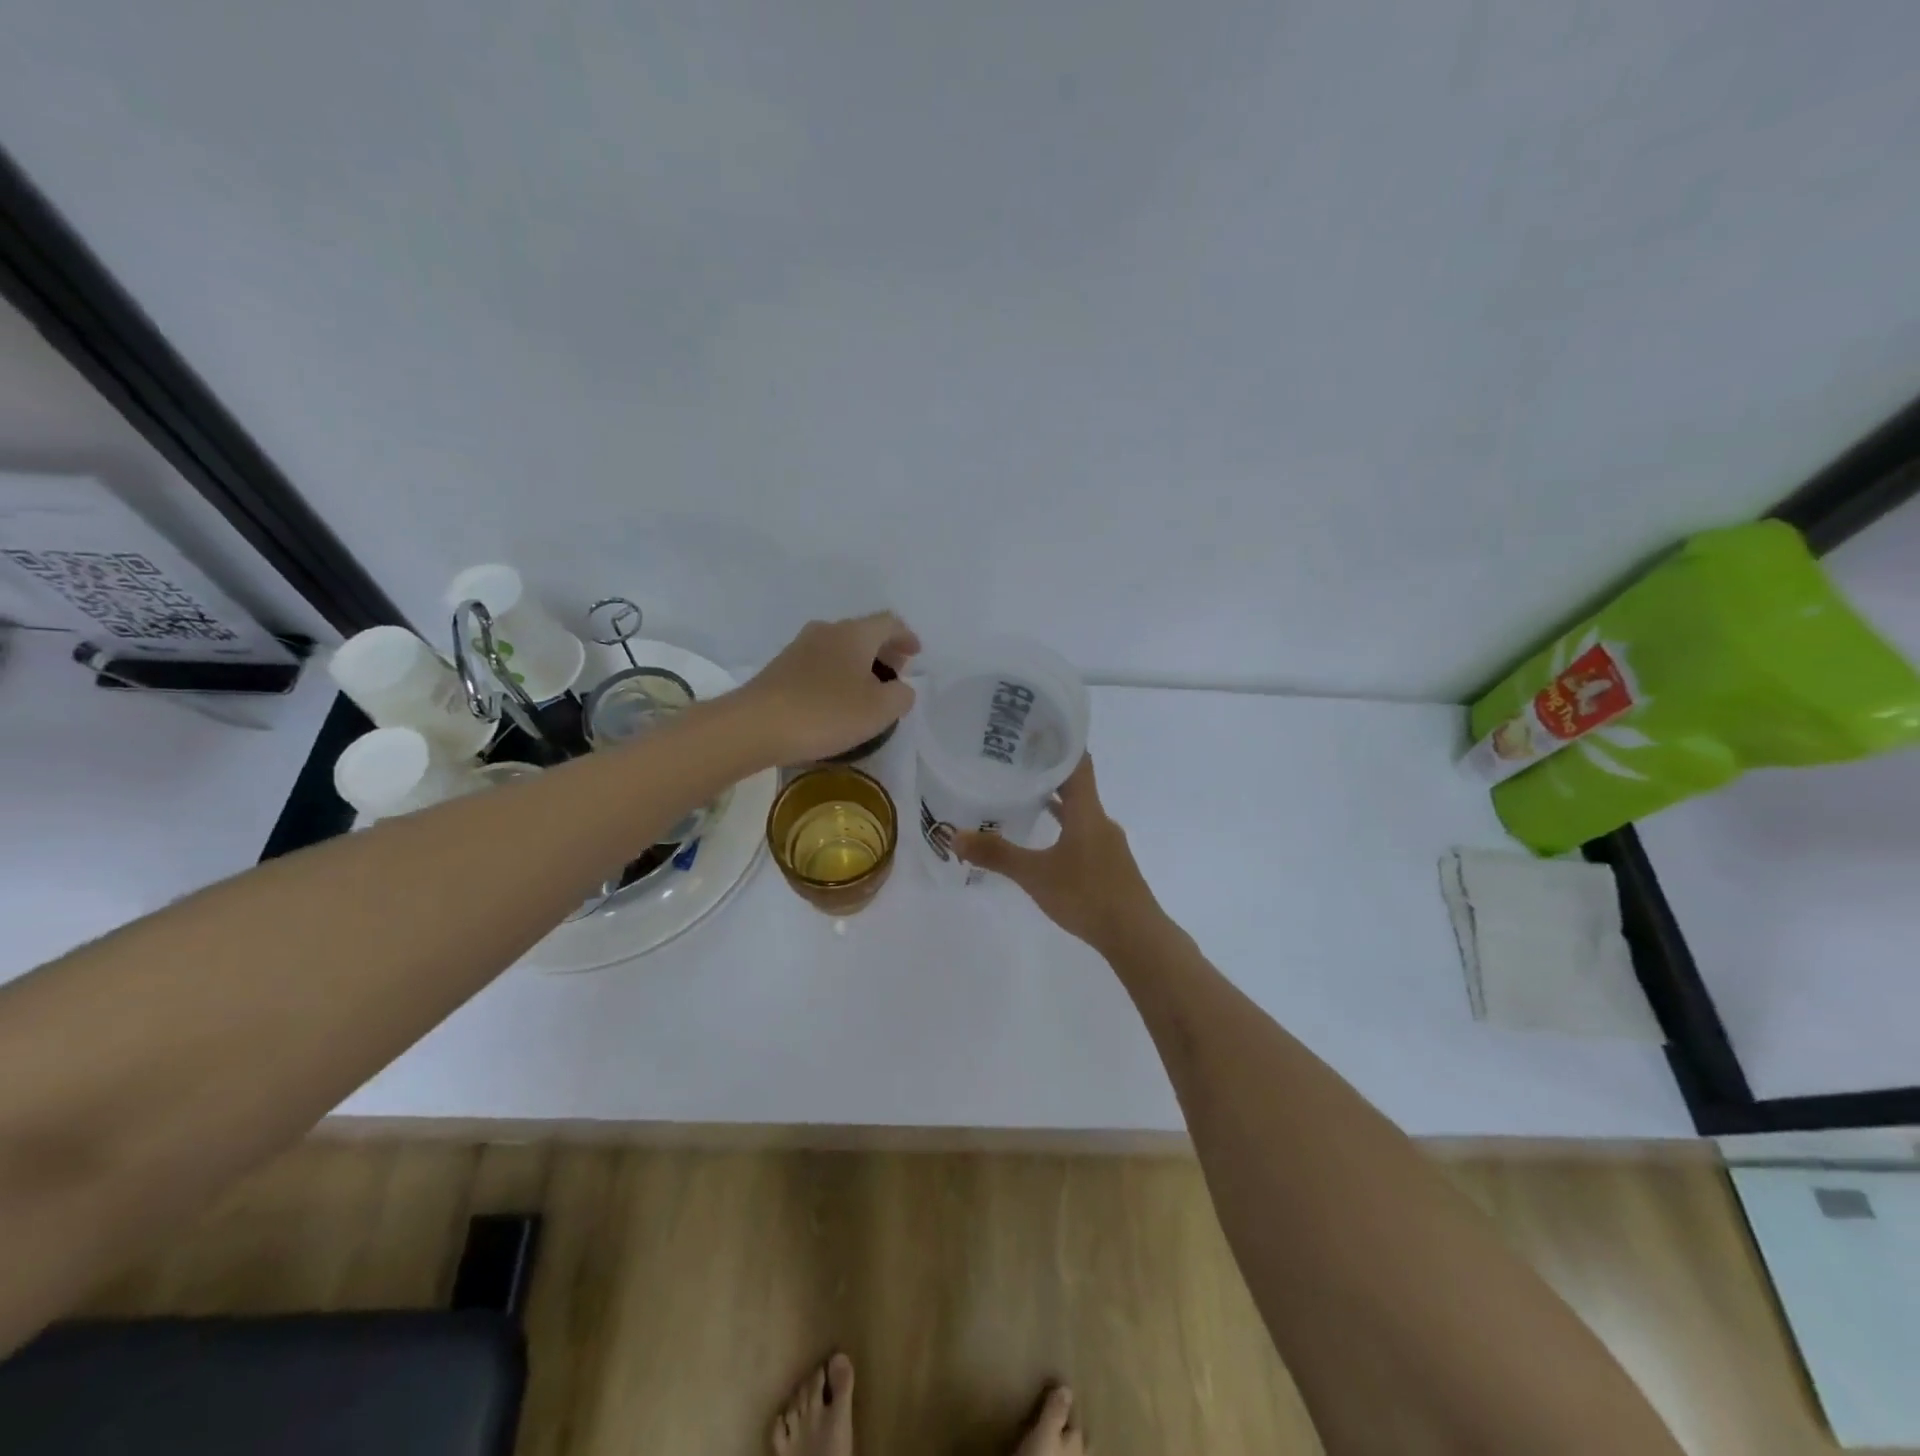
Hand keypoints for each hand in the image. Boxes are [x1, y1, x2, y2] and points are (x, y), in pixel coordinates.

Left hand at [742, 613, 920, 763]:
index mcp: (854, 634)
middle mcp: (827, 631)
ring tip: (867, 691)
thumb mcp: (879, 711)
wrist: (754, 725)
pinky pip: (820, 663)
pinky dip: (837, 674)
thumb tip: (901, 687)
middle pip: (863, 633)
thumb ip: (901, 696)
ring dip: (859, 663)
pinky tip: (837, 699)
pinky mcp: (781, 667)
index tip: (916, 654)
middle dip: (884, 650)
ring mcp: (800, 647)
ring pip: (840, 647)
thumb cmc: (825, 713)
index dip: (906, 637)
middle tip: (895, 674)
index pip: (889, 623)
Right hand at [955, 755, 1158, 950]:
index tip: (1033, 728)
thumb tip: (955, 836)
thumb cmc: (1088, 895)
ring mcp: (1106, 843)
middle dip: (1048, 770)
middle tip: (1015, 759)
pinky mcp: (1108, 863)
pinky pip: (1082, 831)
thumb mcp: (1036, 875)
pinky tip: (1046, 839)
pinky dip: (1063, 826)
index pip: (1077, 761)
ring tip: (1023, 793)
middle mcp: (1099, 820)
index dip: (1059, 741)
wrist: (1136, 936)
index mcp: (1087, 811)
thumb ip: (997, 855)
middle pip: (1076, 783)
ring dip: (1056, 800)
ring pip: (1079, 810)